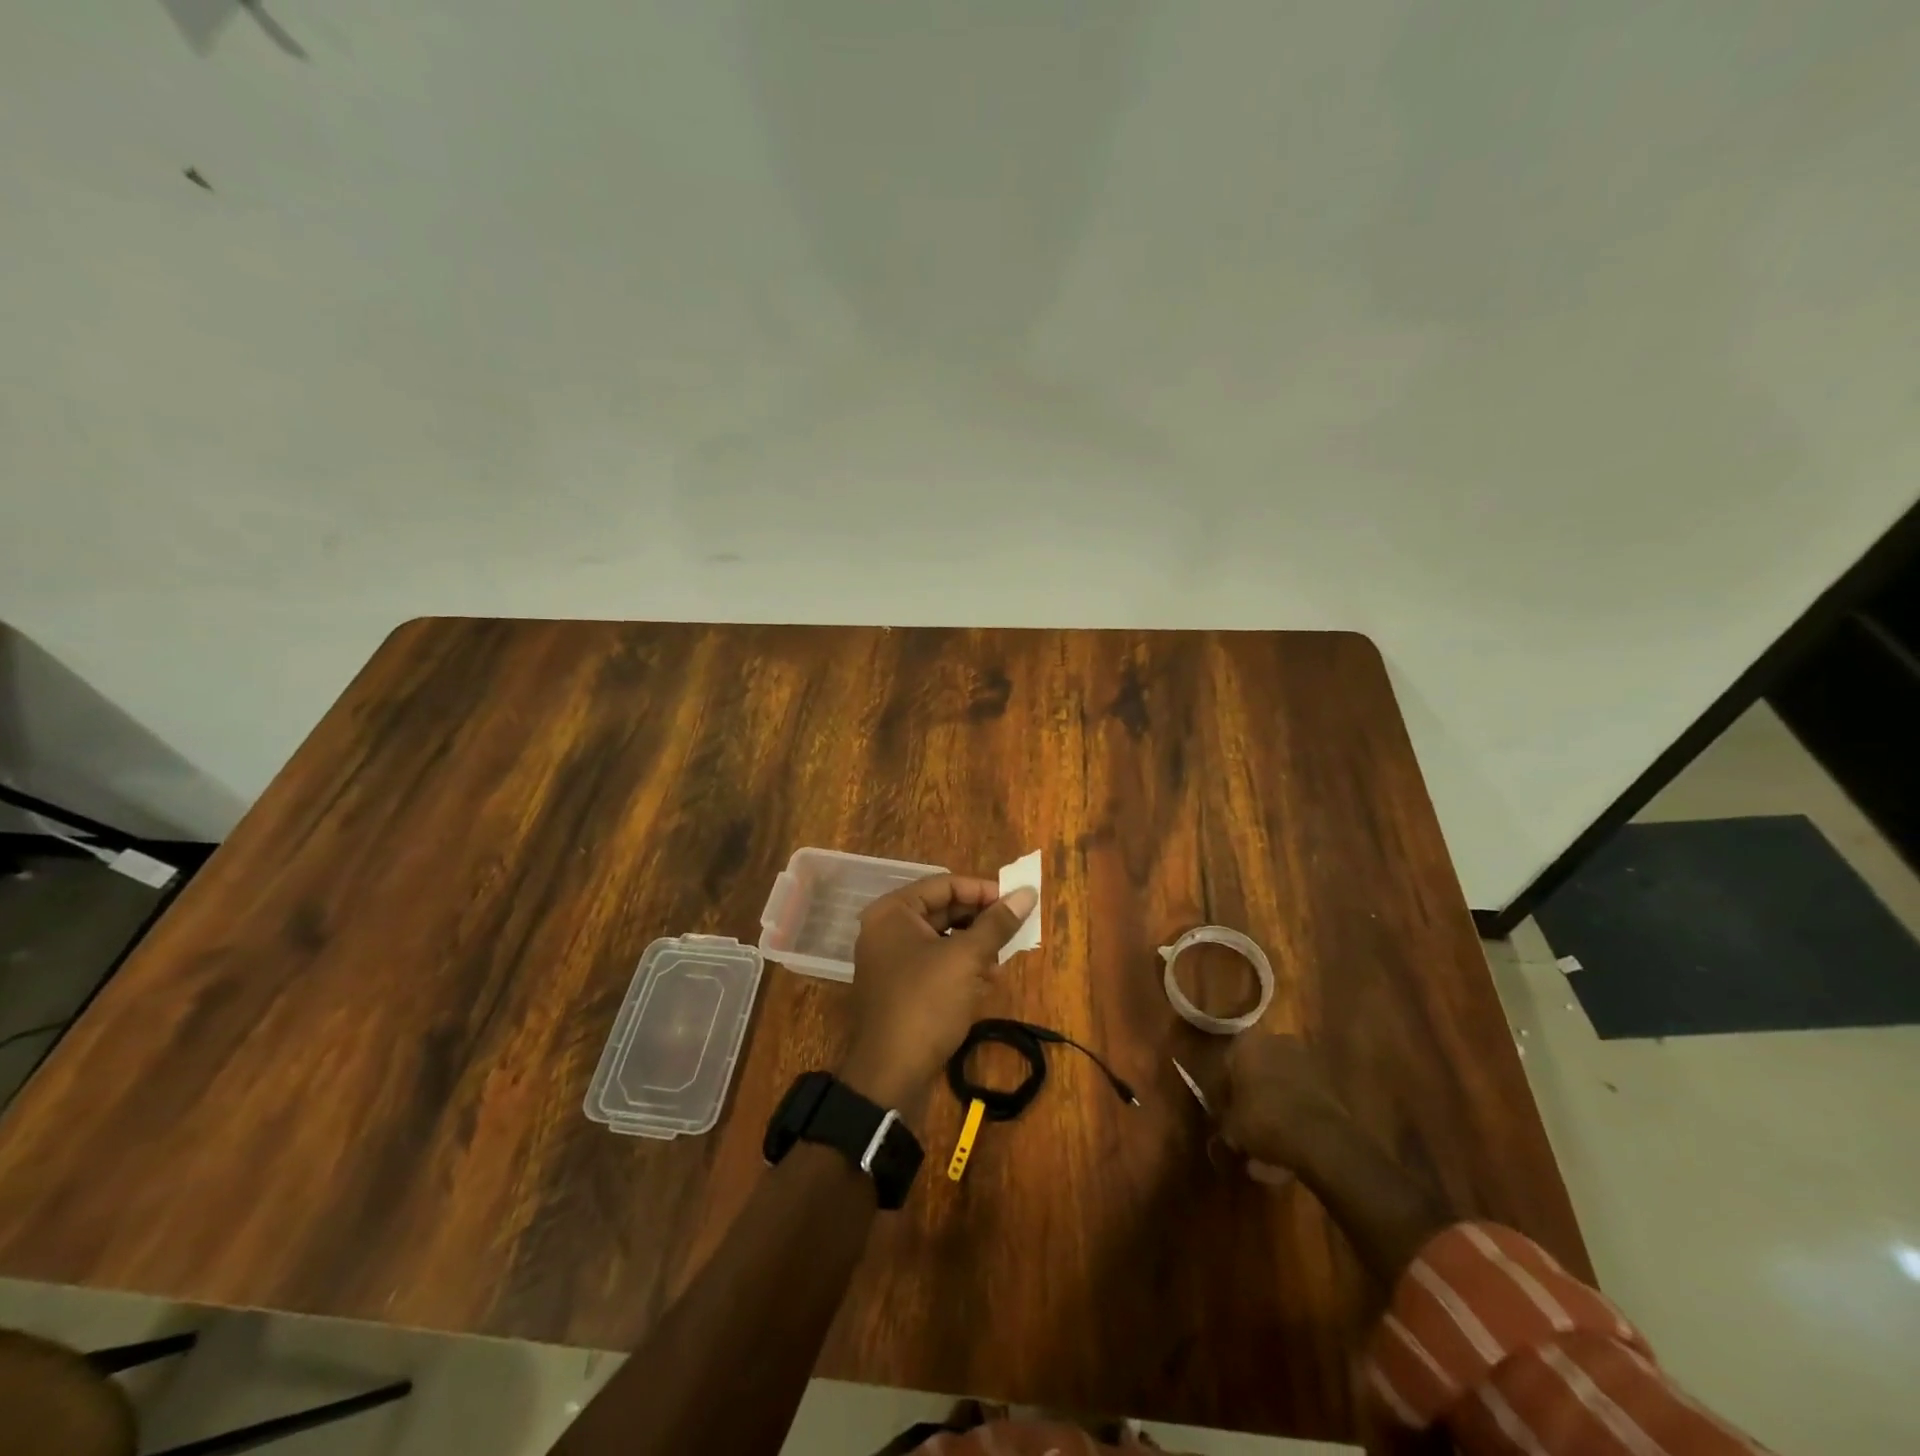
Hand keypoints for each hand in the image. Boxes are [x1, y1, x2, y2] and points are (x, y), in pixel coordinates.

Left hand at [839, 875, 1038, 1122]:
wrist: (889, 1075)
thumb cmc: (926, 1003)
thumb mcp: (966, 959)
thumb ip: (997, 923)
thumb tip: (1028, 892)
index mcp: (893, 912)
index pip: (945, 884)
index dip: (983, 891)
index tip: (1017, 903)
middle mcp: (887, 929)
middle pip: (942, 910)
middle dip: (980, 921)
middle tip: (1014, 931)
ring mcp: (890, 960)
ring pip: (941, 939)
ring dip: (974, 945)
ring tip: (1001, 960)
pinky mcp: (899, 987)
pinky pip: (934, 963)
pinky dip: (960, 967)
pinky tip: (985, 981)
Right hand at [1208, 1032, 1351, 1171]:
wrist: (1319, 1137)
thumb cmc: (1264, 1120)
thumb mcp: (1232, 1127)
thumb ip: (1226, 1120)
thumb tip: (1228, 1128)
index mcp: (1244, 1043)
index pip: (1227, 1064)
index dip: (1225, 1091)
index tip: (1225, 1112)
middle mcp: (1273, 1040)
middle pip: (1256, 1066)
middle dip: (1252, 1089)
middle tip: (1247, 1118)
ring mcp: (1304, 1057)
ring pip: (1281, 1077)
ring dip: (1275, 1096)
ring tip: (1271, 1128)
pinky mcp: (1327, 1078)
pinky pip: (1302, 1091)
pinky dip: (1295, 1105)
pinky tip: (1291, 1130)